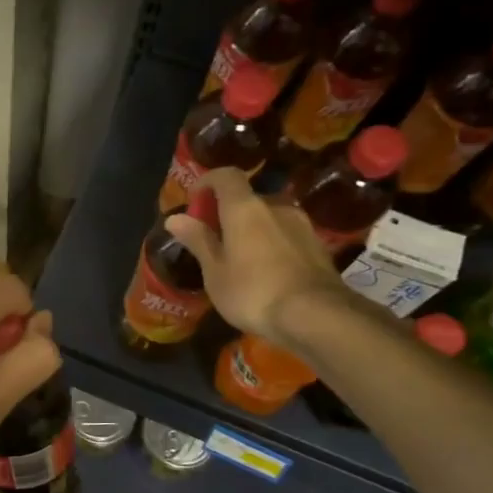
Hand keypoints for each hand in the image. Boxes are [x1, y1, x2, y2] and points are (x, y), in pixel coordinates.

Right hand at [165, 168, 345, 348]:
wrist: (315, 316)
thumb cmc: (253, 292)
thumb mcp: (215, 271)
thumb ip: (198, 240)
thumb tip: (175, 218)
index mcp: (245, 208)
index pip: (226, 176)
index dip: (208, 181)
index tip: (194, 199)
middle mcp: (276, 206)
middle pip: (248, 198)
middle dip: (228, 212)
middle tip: (214, 238)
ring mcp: (301, 224)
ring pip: (269, 216)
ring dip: (252, 228)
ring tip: (240, 257)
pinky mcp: (317, 245)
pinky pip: (286, 234)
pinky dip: (271, 242)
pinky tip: (266, 271)